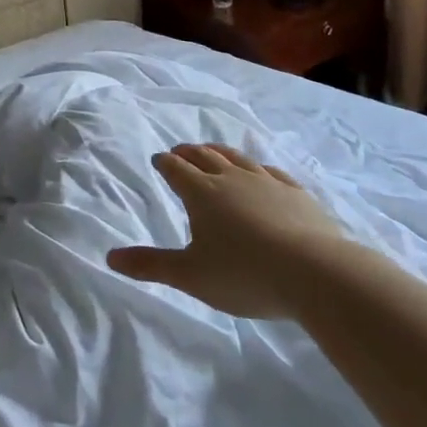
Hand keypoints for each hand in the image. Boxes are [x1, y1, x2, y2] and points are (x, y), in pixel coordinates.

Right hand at [107, 144, 350, 318]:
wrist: (317, 273)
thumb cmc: (244, 274)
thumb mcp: (190, 275)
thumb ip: (151, 265)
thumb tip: (110, 257)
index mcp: (202, 193)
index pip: (176, 170)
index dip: (165, 163)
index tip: (158, 159)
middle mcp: (232, 179)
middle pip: (205, 156)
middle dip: (189, 152)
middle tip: (180, 151)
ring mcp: (268, 183)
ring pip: (238, 158)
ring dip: (220, 152)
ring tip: (212, 151)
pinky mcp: (297, 193)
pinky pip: (272, 172)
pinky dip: (258, 168)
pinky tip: (262, 172)